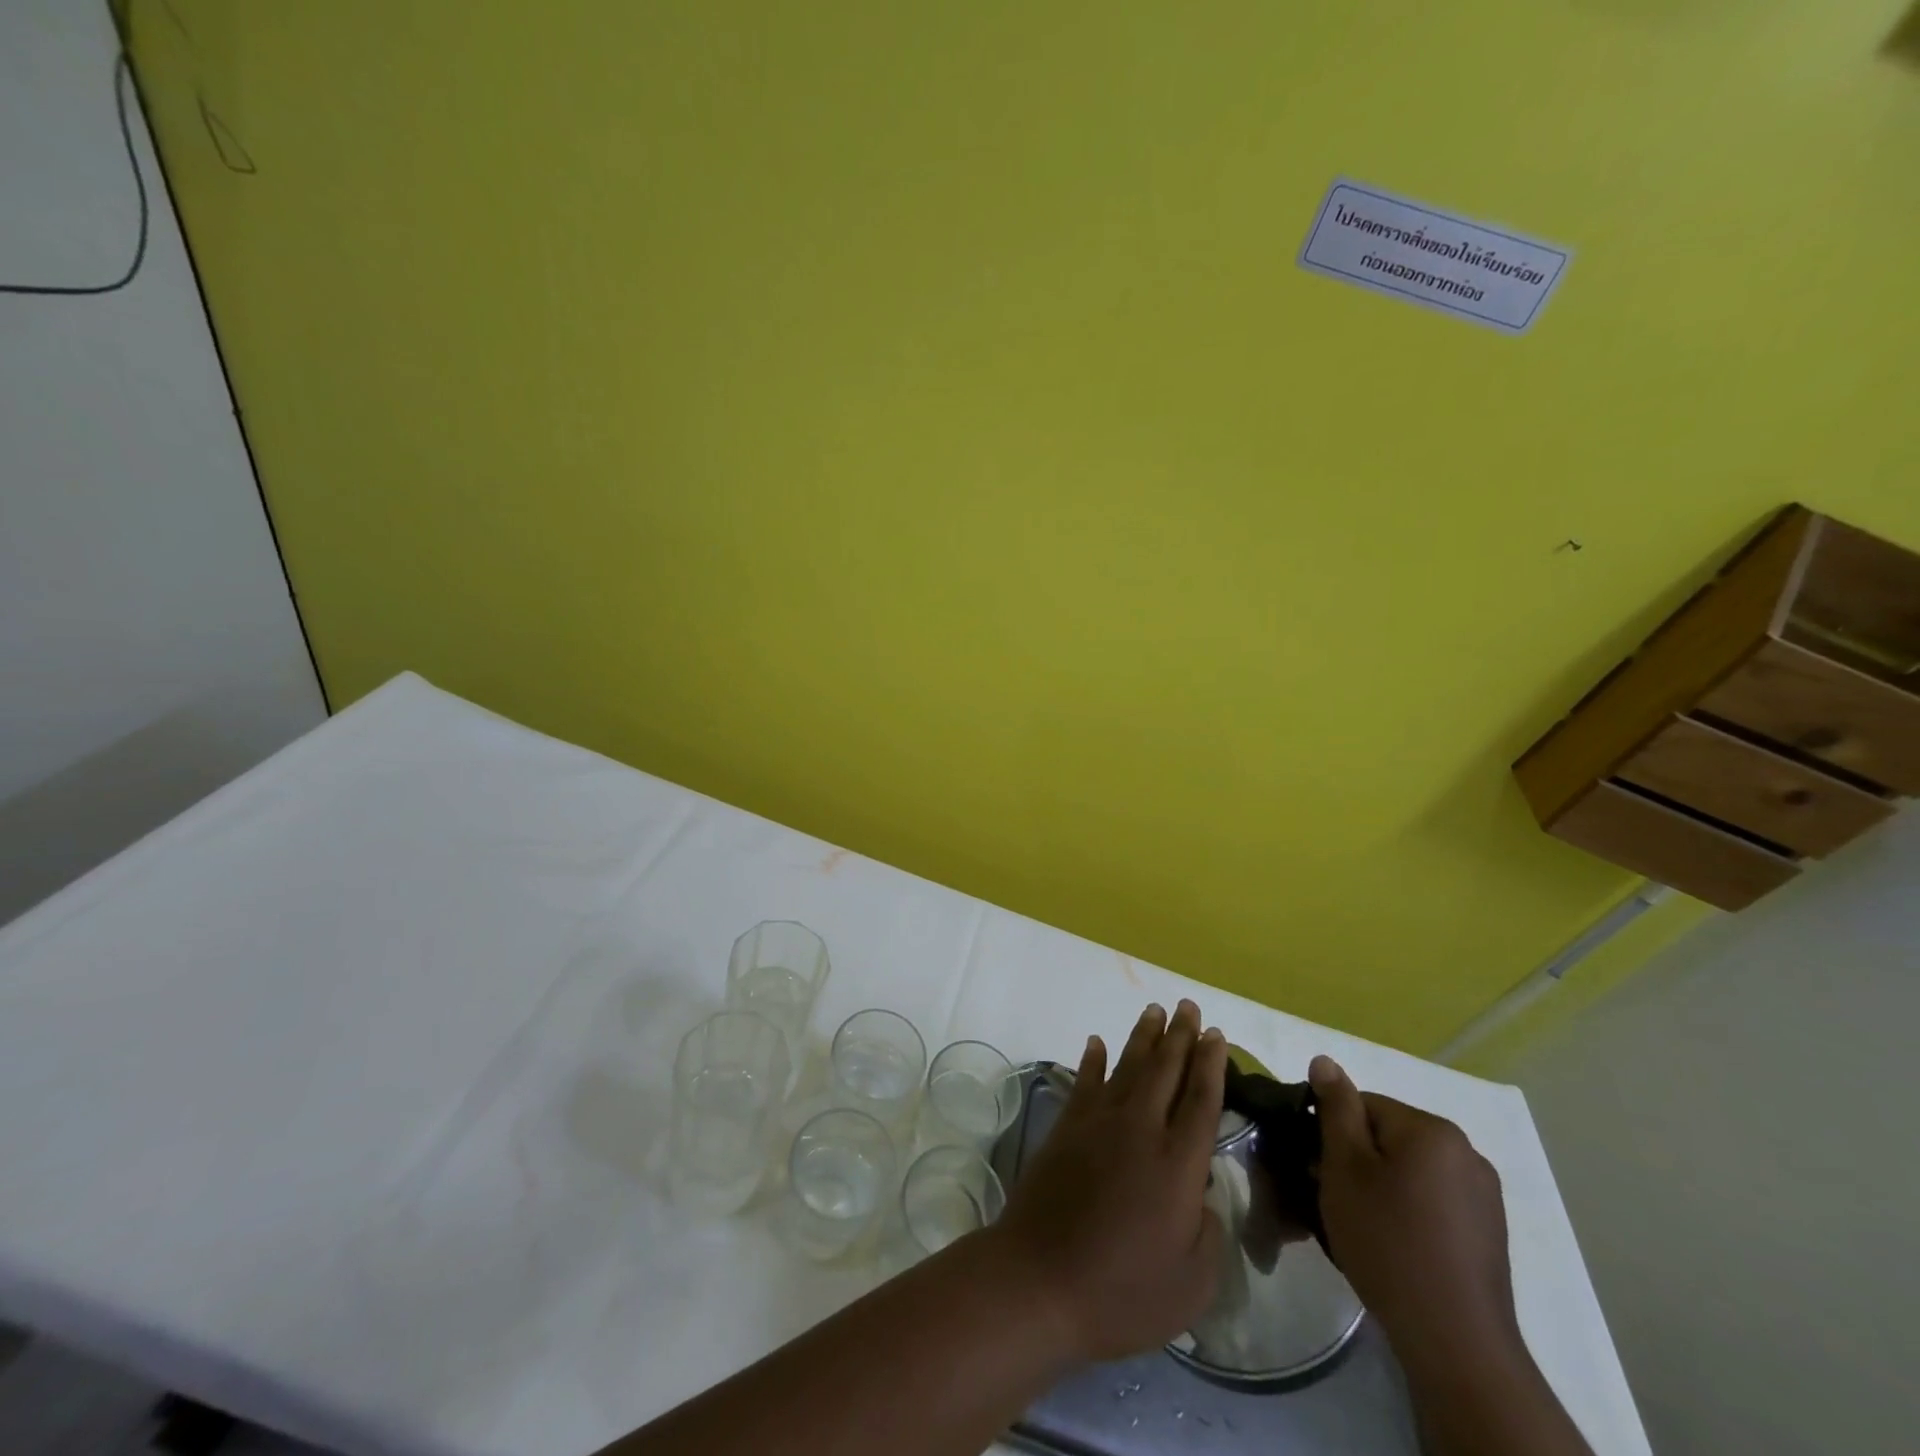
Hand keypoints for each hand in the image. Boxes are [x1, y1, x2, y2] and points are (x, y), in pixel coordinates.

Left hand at [987, 1001, 1227, 1363]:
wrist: (1040, 1279)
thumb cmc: (1123, 1292)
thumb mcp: (1192, 1284)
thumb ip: (1209, 1232)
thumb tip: (1203, 1195)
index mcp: (1177, 1164)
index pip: (1201, 1100)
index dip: (1211, 1064)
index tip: (1216, 1034)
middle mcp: (1140, 1130)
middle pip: (1165, 1070)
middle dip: (1180, 1035)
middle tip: (1189, 1006)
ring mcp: (1098, 1123)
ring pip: (1127, 1066)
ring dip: (1143, 1037)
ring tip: (1155, 1010)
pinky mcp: (1066, 1128)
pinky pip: (1084, 1081)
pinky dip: (1092, 1059)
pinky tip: (1096, 1042)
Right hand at [1308, 1055, 1521, 1375]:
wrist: (1454, 1342)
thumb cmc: (1388, 1241)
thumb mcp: (1344, 1167)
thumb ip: (1335, 1109)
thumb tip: (1325, 1061)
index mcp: (1432, 1129)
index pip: (1364, 1105)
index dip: (1332, 1133)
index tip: (1316, 1167)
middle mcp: (1466, 1151)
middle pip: (1389, 1136)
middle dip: (1357, 1160)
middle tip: (1333, 1198)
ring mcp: (1484, 1194)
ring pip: (1411, 1169)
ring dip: (1382, 1185)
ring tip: (1362, 1225)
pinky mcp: (1489, 1232)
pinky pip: (1434, 1199)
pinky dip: (1410, 1210)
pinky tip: (1396, 1243)